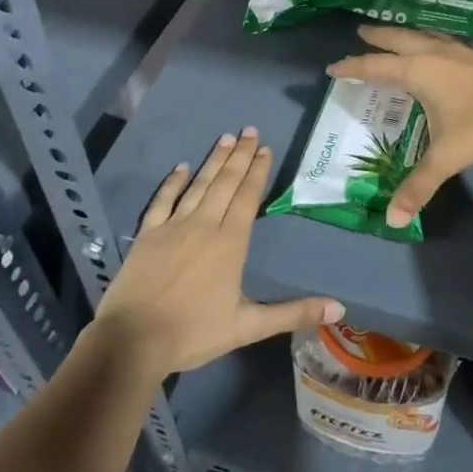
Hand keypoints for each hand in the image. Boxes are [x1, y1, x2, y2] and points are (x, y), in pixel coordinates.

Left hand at [93, 129, 343, 376]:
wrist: (133, 341)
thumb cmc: (194, 333)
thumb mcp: (248, 327)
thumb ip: (293, 313)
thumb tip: (339, 308)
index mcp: (230, 244)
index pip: (247, 198)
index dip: (257, 172)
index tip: (266, 148)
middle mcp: (203, 226)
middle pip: (225, 184)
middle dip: (240, 156)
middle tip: (250, 130)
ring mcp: (172, 227)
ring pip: (198, 186)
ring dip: (213, 161)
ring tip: (226, 138)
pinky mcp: (147, 234)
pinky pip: (162, 200)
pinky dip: (173, 182)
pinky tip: (181, 167)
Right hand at [327, 26, 472, 229]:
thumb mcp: (447, 156)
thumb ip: (420, 185)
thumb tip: (392, 220)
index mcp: (417, 72)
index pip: (375, 67)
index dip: (353, 68)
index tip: (334, 68)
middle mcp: (434, 54)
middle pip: (398, 40)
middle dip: (378, 38)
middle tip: (361, 32)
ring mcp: (459, 50)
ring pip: (424, 35)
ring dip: (406, 34)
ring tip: (397, 35)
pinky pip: (446, 40)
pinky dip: (433, 40)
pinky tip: (442, 48)